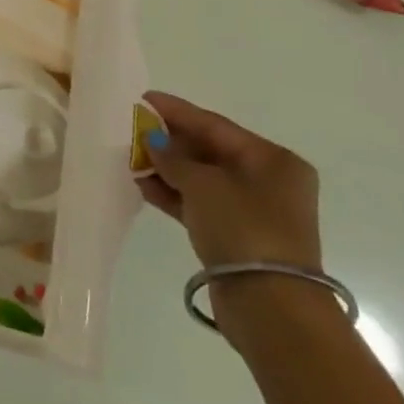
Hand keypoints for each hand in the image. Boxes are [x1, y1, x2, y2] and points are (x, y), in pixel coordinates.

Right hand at [139, 91, 325, 334]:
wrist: (270, 305)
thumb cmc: (243, 228)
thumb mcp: (203, 185)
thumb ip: (173, 158)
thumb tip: (153, 141)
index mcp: (273, 160)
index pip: (216, 125)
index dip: (177, 111)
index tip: (143, 99)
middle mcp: (268, 181)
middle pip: (210, 150)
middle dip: (170, 141)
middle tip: (132, 129)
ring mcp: (253, 210)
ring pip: (202, 178)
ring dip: (167, 168)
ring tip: (131, 158)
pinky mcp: (237, 235)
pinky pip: (200, 203)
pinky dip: (174, 194)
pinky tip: (143, 186)